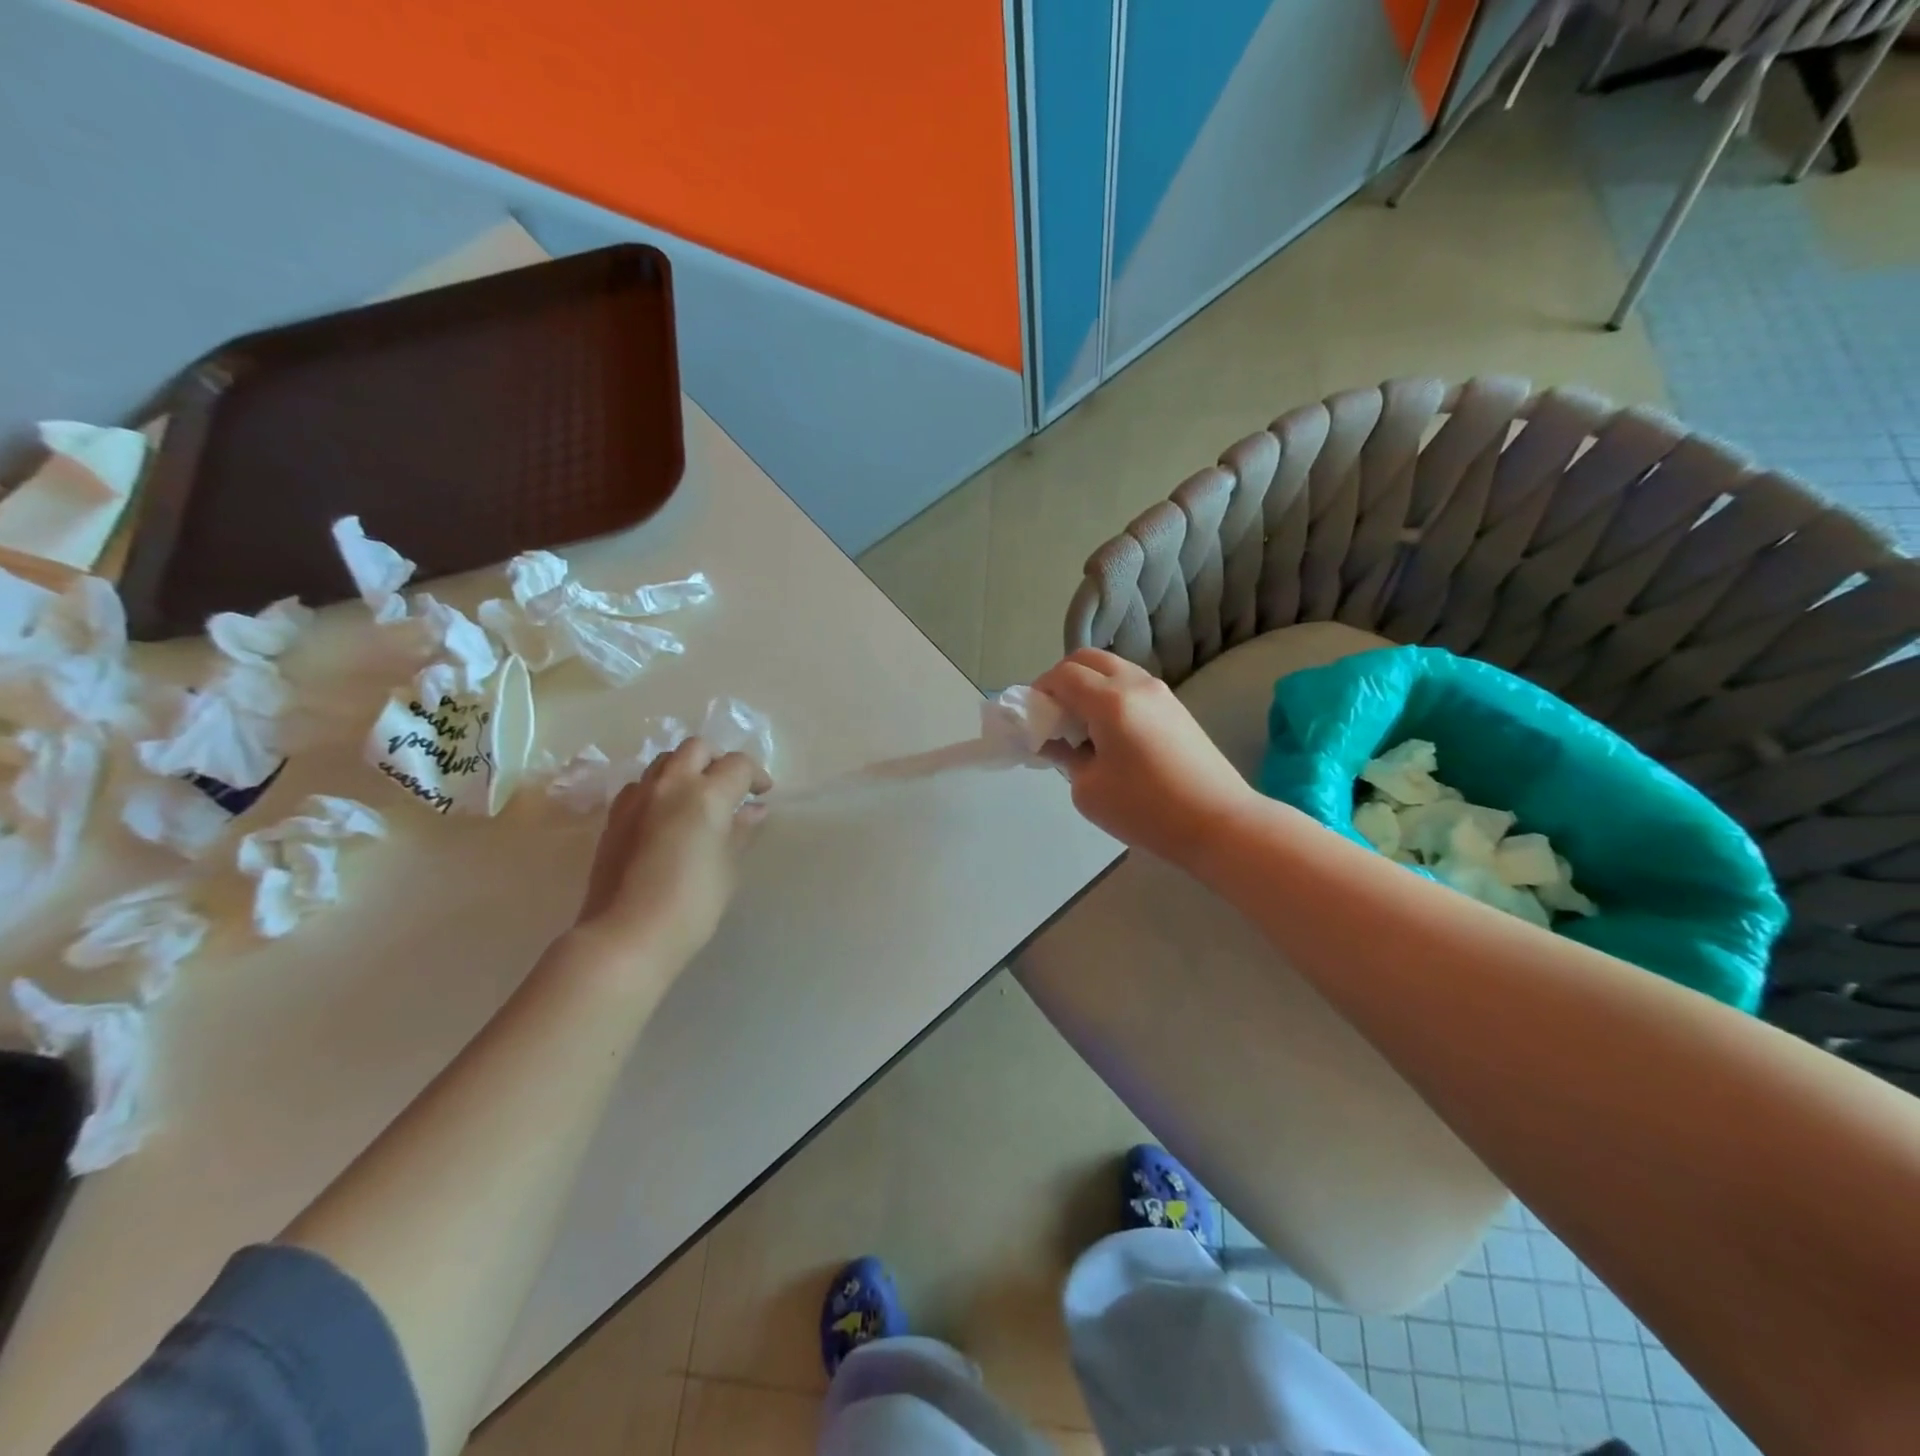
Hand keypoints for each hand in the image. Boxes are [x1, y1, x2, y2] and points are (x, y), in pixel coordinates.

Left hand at [572, 738, 772, 972]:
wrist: (626, 934)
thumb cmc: (692, 904)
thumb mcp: (727, 867)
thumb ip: (739, 831)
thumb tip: (752, 810)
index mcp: (706, 795)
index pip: (738, 765)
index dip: (755, 775)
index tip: (762, 795)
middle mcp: (670, 785)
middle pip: (696, 748)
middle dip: (717, 760)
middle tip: (729, 787)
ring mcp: (637, 799)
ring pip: (664, 762)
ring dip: (685, 770)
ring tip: (696, 798)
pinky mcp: (614, 817)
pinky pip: (640, 786)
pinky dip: (658, 789)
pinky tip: (664, 817)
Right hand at [1033, 649, 1256, 870]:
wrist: (1220, 822)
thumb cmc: (1146, 810)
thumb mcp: (1088, 790)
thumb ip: (1065, 757)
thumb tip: (1058, 741)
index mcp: (1110, 700)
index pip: (1063, 675)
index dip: (1039, 691)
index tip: (1031, 719)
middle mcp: (1136, 684)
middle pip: (1088, 659)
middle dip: (1061, 680)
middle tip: (1052, 716)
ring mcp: (1161, 692)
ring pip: (1112, 669)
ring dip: (1088, 686)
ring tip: (1080, 728)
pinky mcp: (1176, 708)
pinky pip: (1132, 686)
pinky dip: (1110, 696)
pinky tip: (1109, 734)